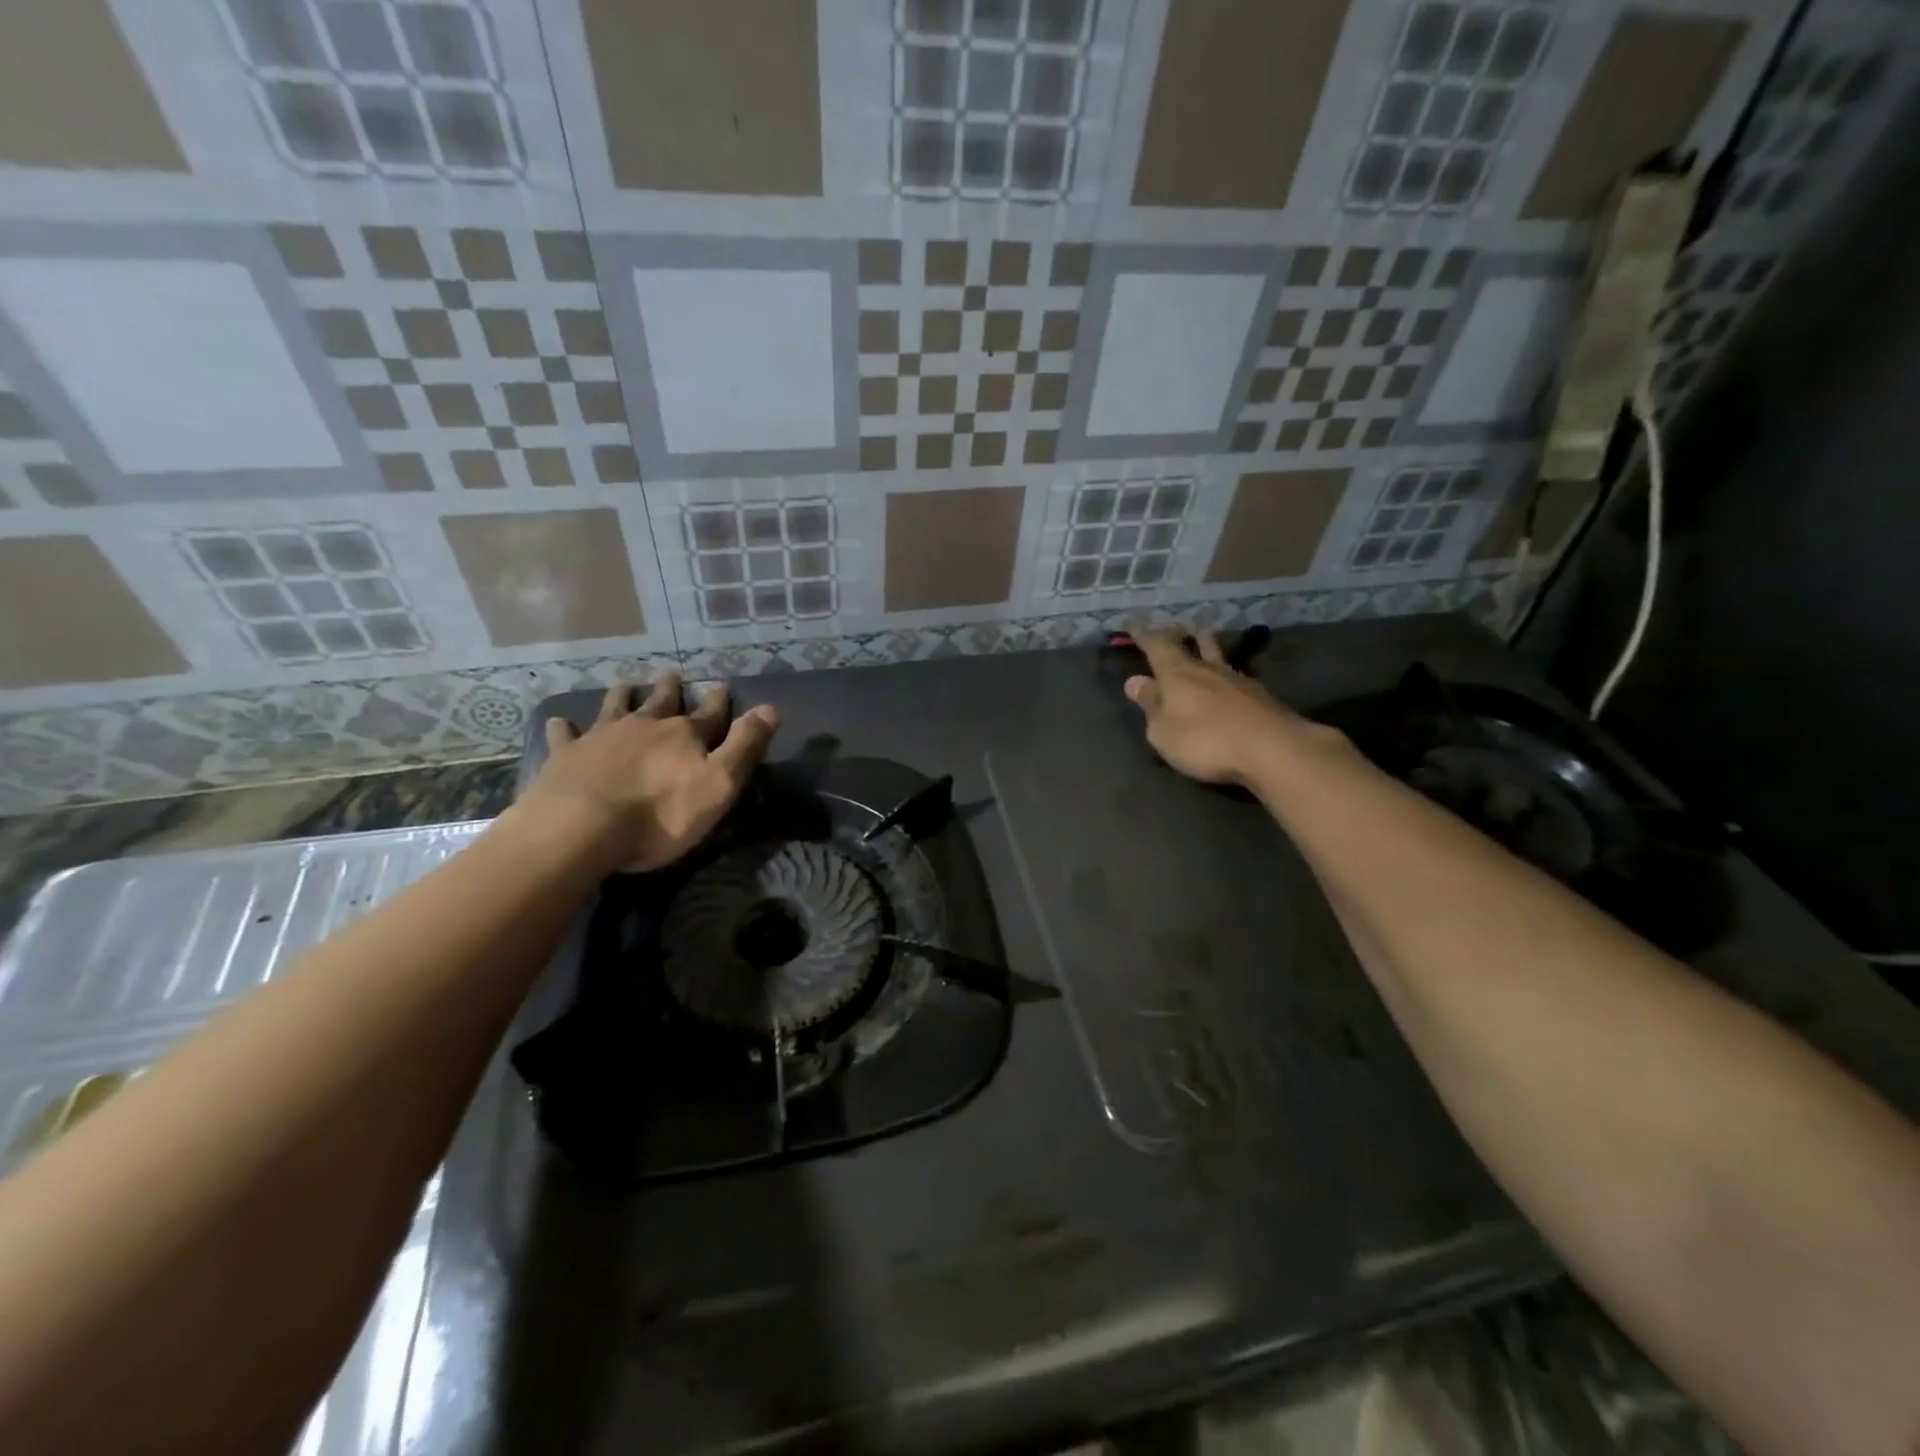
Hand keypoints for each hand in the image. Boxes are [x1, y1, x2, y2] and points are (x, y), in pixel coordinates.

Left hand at [519, 674, 780, 873]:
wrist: (581, 828)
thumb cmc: (660, 815)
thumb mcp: (719, 784)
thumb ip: (745, 746)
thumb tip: (772, 708)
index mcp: (684, 735)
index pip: (709, 713)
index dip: (718, 701)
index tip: (722, 685)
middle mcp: (644, 727)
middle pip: (660, 702)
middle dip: (669, 689)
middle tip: (671, 674)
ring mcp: (602, 737)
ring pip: (615, 708)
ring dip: (623, 696)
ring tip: (625, 684)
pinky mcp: (566, 756)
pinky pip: (566, 735)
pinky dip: (565, 728)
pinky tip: (560, 722)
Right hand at [1123, 628, 1304, 785]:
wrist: (1271, 748)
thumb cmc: (1205, 740)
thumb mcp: (1163, 731)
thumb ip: (1150, 705)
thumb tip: (1135, 681)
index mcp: (1177, 673)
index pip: (1156, 646)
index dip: (1144, 634)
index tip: (1134, 625)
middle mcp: (1206, 668)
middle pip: (1190, 642)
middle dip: (1176, 634)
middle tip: (1169, 628)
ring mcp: (1236, 679)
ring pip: (1216, 653)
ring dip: (1205, 643)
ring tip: (1201, 636)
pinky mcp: (1258, 694)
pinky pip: (1233, 674)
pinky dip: (1222, 670)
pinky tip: (1224, 677)